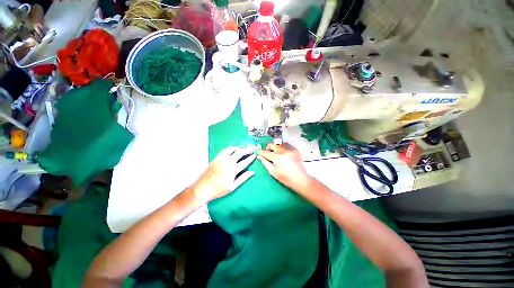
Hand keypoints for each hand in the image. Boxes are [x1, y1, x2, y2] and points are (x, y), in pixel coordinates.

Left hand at [192, 147, 255, 203]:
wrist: (202, 188)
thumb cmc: (219, 189)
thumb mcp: (233, 186)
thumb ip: (243, 178)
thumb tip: (252, 172)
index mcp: (233, 170)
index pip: (245, 162)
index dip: (250, 158)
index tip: (254, 155)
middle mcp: (228, 162)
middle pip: (239, 153)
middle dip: (246, 150)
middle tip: (251, 150)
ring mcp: (221, 159)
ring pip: (232, 149)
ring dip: (239, 148)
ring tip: (242, 149)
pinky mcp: (216, 158)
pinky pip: (225, 150)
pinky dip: (230, 148)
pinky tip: (232, 150)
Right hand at [258, 143, 312, 191]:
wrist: (301, 179)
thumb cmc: (285, 178)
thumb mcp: (273, 172)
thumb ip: (265, 163)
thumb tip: (259, 157)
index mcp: (276, 157)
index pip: (266, 152)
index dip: (261, 152)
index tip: (258, 152)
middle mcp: (283, 151)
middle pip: (272, 145)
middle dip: (268, 148)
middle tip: (268, 153)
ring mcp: (290, 149)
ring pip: (280, 143)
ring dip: (276, 146)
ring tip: (276, 152)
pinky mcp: (295, 150)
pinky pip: (287, 145)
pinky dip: (283, 147)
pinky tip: (283, 152)